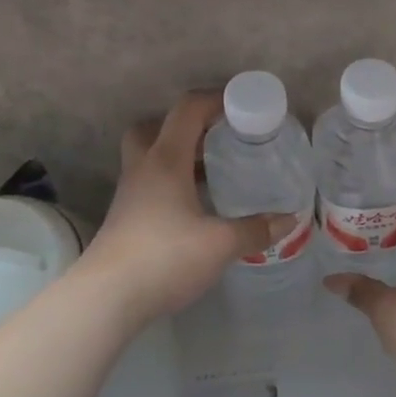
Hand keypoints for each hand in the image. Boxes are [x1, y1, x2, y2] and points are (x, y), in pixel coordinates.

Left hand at [81, 92, 289, 324]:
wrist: (106, 298)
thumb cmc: (164, 257)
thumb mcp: (220, 244)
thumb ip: (255, 230)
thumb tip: (289, 219)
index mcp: (165, 160)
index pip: (187, 110)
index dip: (214, 99)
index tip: (242, 104)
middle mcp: (143, 168)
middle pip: (154, 127)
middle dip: (185, 125)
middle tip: (216, 136)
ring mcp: (130, 194)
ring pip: (149, 157)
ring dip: (178, 155)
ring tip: (212, 170)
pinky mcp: (125, 218)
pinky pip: (150, 183)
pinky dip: (172, 182)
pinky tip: (194, 205)